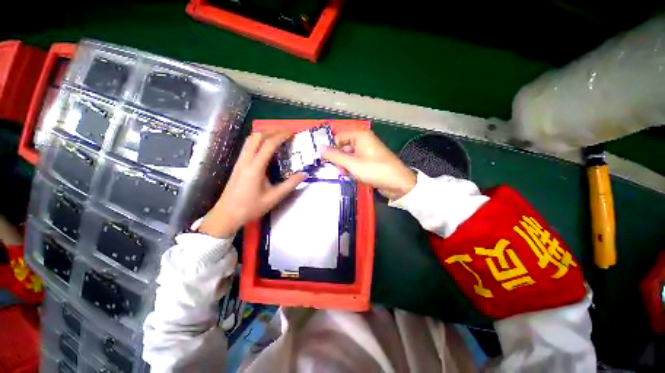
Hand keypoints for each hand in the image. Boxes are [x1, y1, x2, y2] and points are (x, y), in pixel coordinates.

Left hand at [199, 131, 306, 237]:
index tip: (291, 133)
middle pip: (257, 136)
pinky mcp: (237, 165)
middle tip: (285, 133)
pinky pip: (247, 146)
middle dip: (272, 131)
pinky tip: (265, 148)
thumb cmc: (250, 207)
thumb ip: (290, 184)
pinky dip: (258, 141)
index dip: (281, 136)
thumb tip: (304, 174)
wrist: (227, 215)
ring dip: (264, 134)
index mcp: (255, 167)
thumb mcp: (274, 197)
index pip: (269, 144)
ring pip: (250, 140)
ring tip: (277, 137)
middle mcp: (246, 160)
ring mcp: (239, 161)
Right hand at [322, 131, 415, 199]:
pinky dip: (352, 168)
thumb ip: (334, 155)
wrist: (397, 183)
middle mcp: (363, 140)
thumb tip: (319, 147)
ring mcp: (366, 151)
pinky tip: (352, 176)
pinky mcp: (369, 160)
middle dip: (339, 159)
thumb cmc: (374, 170)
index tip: (326, 160)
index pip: (338, 137)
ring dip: (345, 165)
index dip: (331, 148)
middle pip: (343, 147)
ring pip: (348, 156)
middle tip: (339, 169)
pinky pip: (355, 162)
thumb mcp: (352, 163)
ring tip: (347, 174)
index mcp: (360, 135)